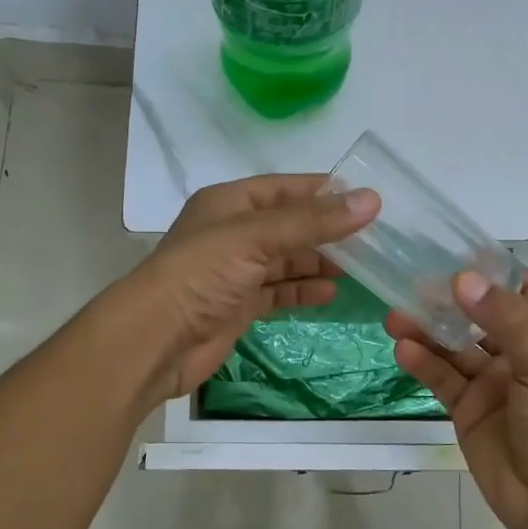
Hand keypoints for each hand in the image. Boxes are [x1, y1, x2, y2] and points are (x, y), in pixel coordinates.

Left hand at [128, 174, 379, 400]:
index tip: (364, 198)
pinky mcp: (238, 306)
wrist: (155, 340)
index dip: (321, 191)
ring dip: (318, 262)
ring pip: (285, 260)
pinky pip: (278, 292)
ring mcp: (234, 272)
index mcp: (228, 203)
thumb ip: (312, 222)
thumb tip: (372, 201)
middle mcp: (231, 233)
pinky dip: (302, 291)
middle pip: (288, 225)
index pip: (283, 188)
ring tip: (360, 267)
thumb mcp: (256, 237)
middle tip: (372, 238)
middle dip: (326, 231)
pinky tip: (331, 293)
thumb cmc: (201, 274)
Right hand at [387, 272, 527, 528]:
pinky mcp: (467, 410)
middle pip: (477, 315)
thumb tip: (462, 277)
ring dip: (426, 330)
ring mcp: (491, 383)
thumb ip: (505, 321)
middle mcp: (518, 354)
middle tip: (409, 282)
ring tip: (395, 316)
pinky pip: (441, 378)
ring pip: (453, 346)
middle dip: (446, 299)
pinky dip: (422, 363)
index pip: (520, 289)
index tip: (452, 249)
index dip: (490, 269)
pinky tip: (402, 351)